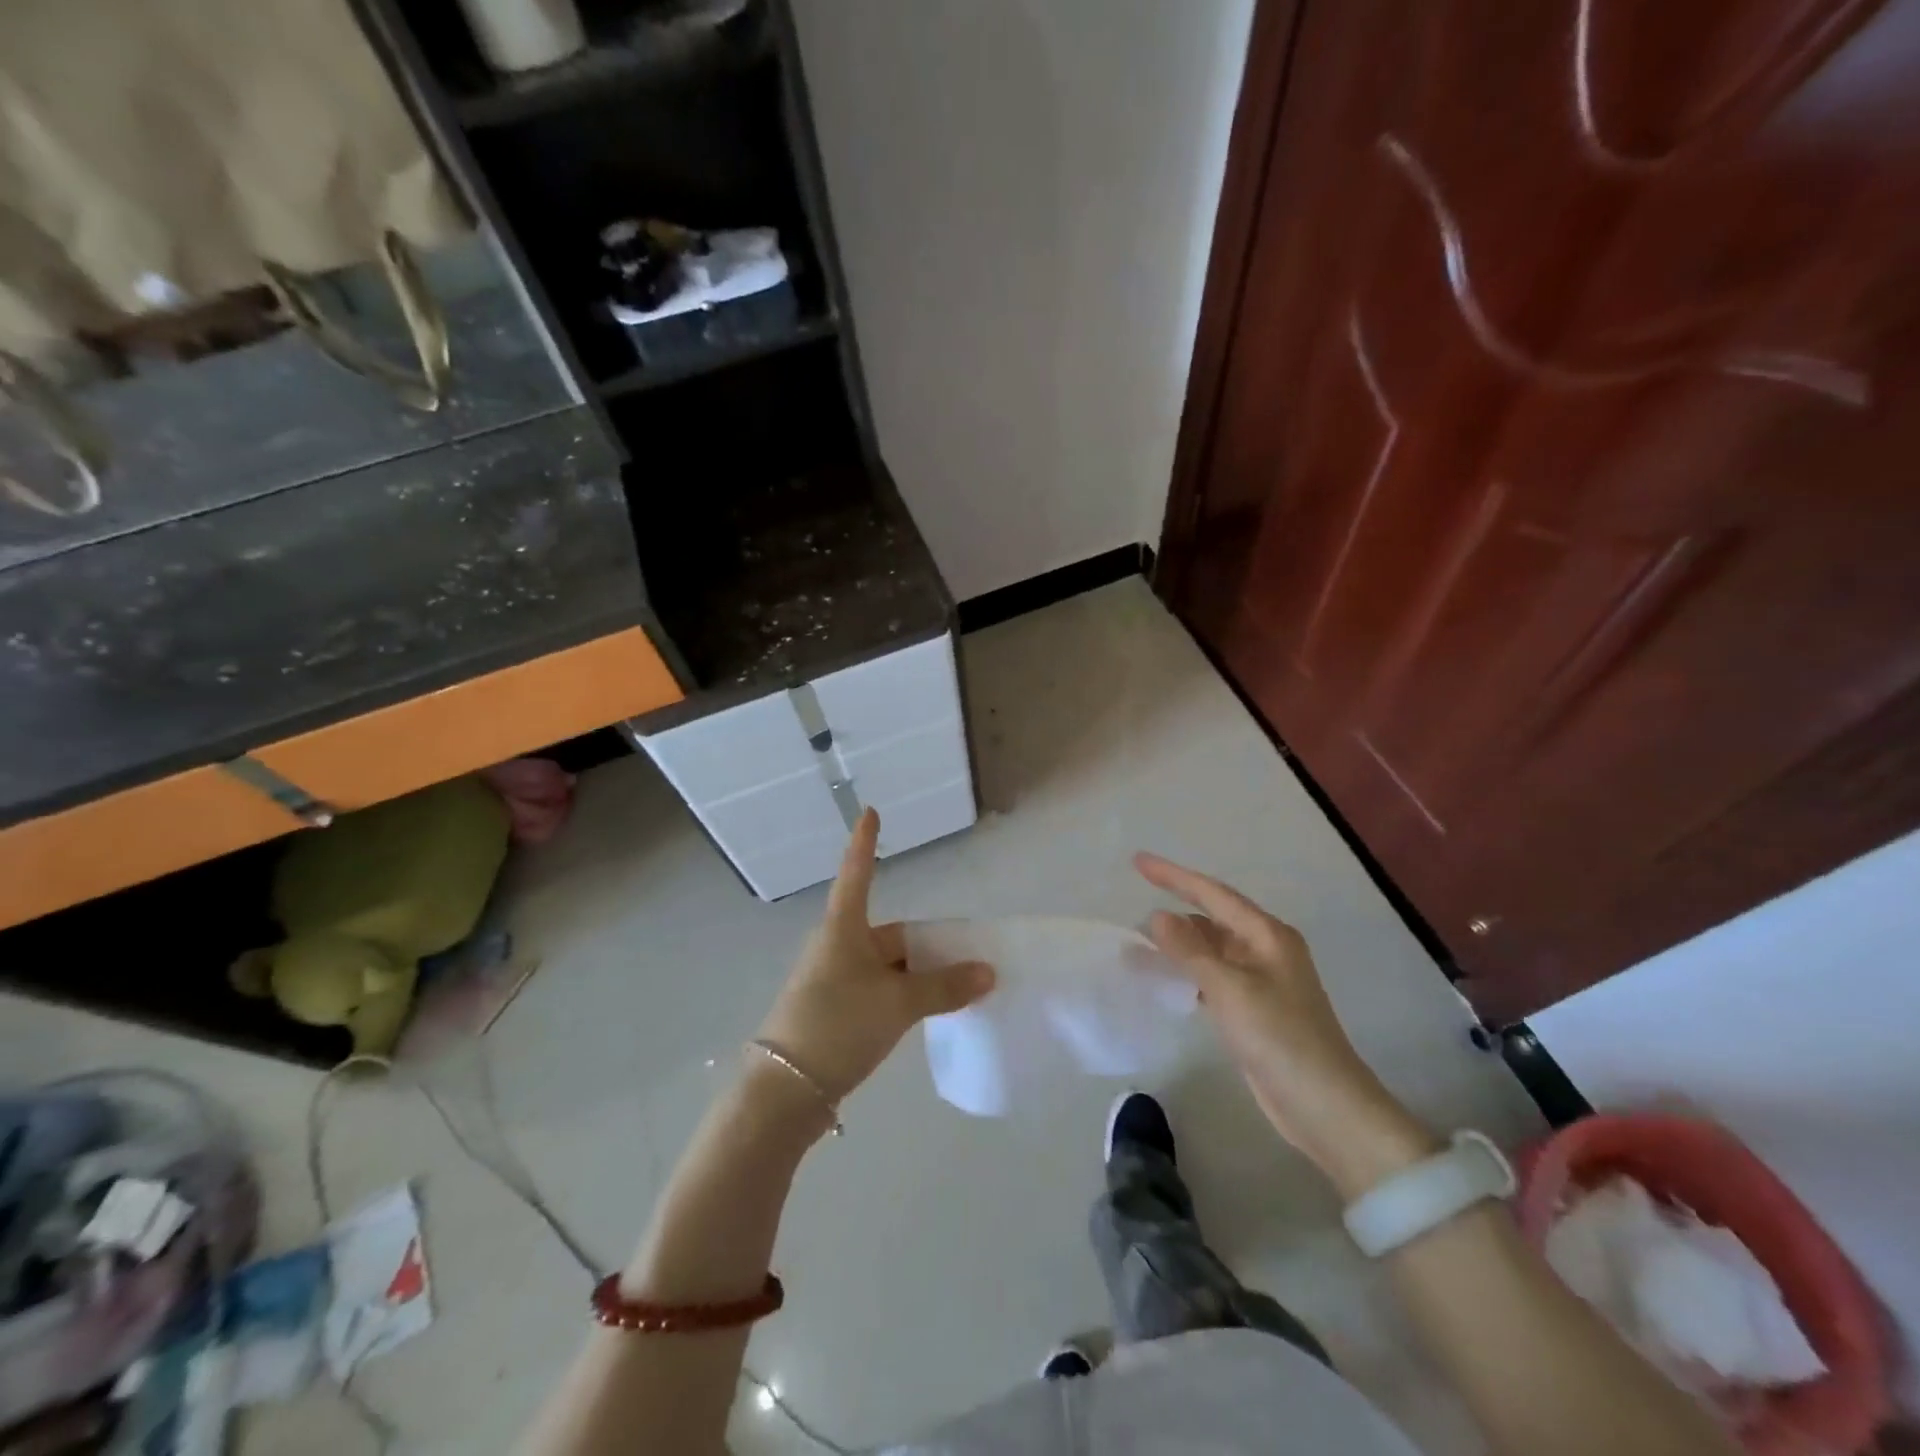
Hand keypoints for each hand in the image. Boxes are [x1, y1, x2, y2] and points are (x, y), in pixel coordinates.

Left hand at [757, 809, 994, 1101]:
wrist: (784, 1091)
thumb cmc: (837, 1025)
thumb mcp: (897, 1004)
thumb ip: (944, 986)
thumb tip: (987, 971)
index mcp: (843, 929)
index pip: (857, 873)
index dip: (866, 843)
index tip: (871, 812)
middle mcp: (837, 947)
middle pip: (890, 934)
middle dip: (928, 944)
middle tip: (971, 957)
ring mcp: (834, 981)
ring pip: (888, 966)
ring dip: (920, 974)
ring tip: (960, 988)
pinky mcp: (834, 1012)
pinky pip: (879, 991)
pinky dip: (905, 996)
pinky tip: (928, 1012)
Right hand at [1135, 854, 1434, 1187]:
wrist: (1323, 1105)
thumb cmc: (1279, 1037)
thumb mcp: (1230, 988)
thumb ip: (1190, 950)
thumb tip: (1157, 916)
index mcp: (1266, 935)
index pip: (1212, 893)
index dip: (1173, 876)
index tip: (1137, 861)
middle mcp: (1265, 950)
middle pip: (1211, 918)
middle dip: (1173, 913)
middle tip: (1131, 914)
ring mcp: (1260, 981)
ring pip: (1210, 950)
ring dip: (1177, 946)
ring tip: (1138, 947)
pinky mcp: (1254, 1010)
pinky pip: (1212, 977)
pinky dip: (1188, 973)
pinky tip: (1165, 980)